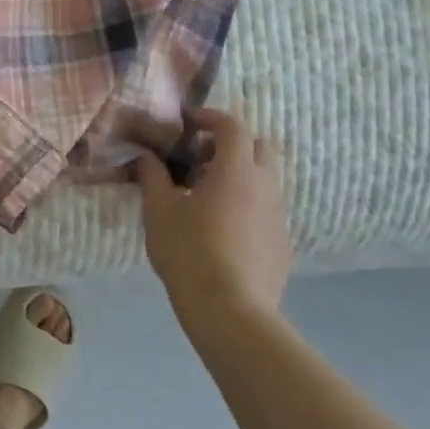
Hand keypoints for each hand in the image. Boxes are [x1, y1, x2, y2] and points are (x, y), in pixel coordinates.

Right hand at [135, 106, 292, 328]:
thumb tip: (147, 157)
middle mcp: (265, 185)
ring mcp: (278, 215)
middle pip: (257, 147)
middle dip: (229, 144)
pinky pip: (266, 209)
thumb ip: (152, 176)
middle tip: (198, 160)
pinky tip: (221, 229)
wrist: (231, 311)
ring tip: (206, 196)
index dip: (209, 117)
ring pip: (265, 179)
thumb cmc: (189, 252)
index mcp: (236, 170)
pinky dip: (246, 204)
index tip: (187, 122)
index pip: (231, 125)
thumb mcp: (159, 210)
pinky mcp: (282, 243)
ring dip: (239, 175)